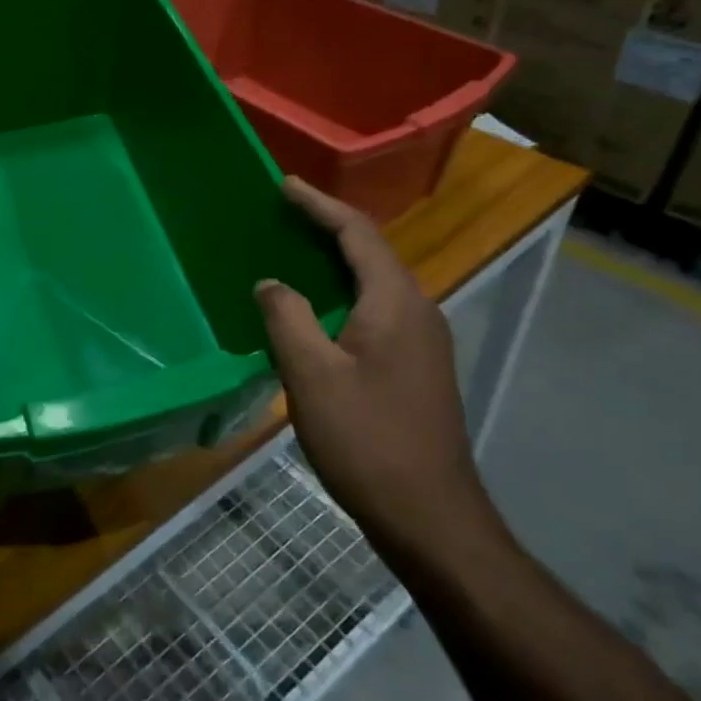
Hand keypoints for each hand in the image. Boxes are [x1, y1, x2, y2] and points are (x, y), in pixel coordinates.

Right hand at [254, 177, 498, 559]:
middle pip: (370, 252)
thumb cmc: (367, 440)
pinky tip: (315, 310)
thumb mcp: (311, 375)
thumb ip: (286, 318)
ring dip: (335, 261)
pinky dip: (343, 294)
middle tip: (282, 213)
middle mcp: (417, 310)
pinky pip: (376, 310)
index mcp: (396, 302)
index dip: (319, 205)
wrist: (429, 516)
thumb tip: (271, 284)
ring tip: (292, 252)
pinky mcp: (416, 367)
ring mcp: (422, 341)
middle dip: (326, 227)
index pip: (357, 233)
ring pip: (374, 283)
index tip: (284, 184)